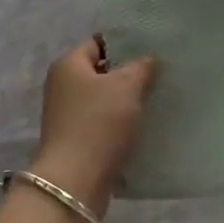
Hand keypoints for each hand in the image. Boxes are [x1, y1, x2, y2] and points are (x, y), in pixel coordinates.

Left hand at [30, 37, 157, 217]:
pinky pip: (103, 123)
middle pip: (101, 72)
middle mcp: (62, 86)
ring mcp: (67, 115)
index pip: (98, 42)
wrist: (76, 180)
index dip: (124, 42)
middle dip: (129, 73)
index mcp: (68, 65)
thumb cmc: (98, 124)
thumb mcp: (126, 87)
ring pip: (104, 100)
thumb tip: (150, 59)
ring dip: (127, 101)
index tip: (152, 48)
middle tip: (161, 74)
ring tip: (158, 99)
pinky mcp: (76, 140)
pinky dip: (121, 124)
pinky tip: (144, 126)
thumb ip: (141, 67)